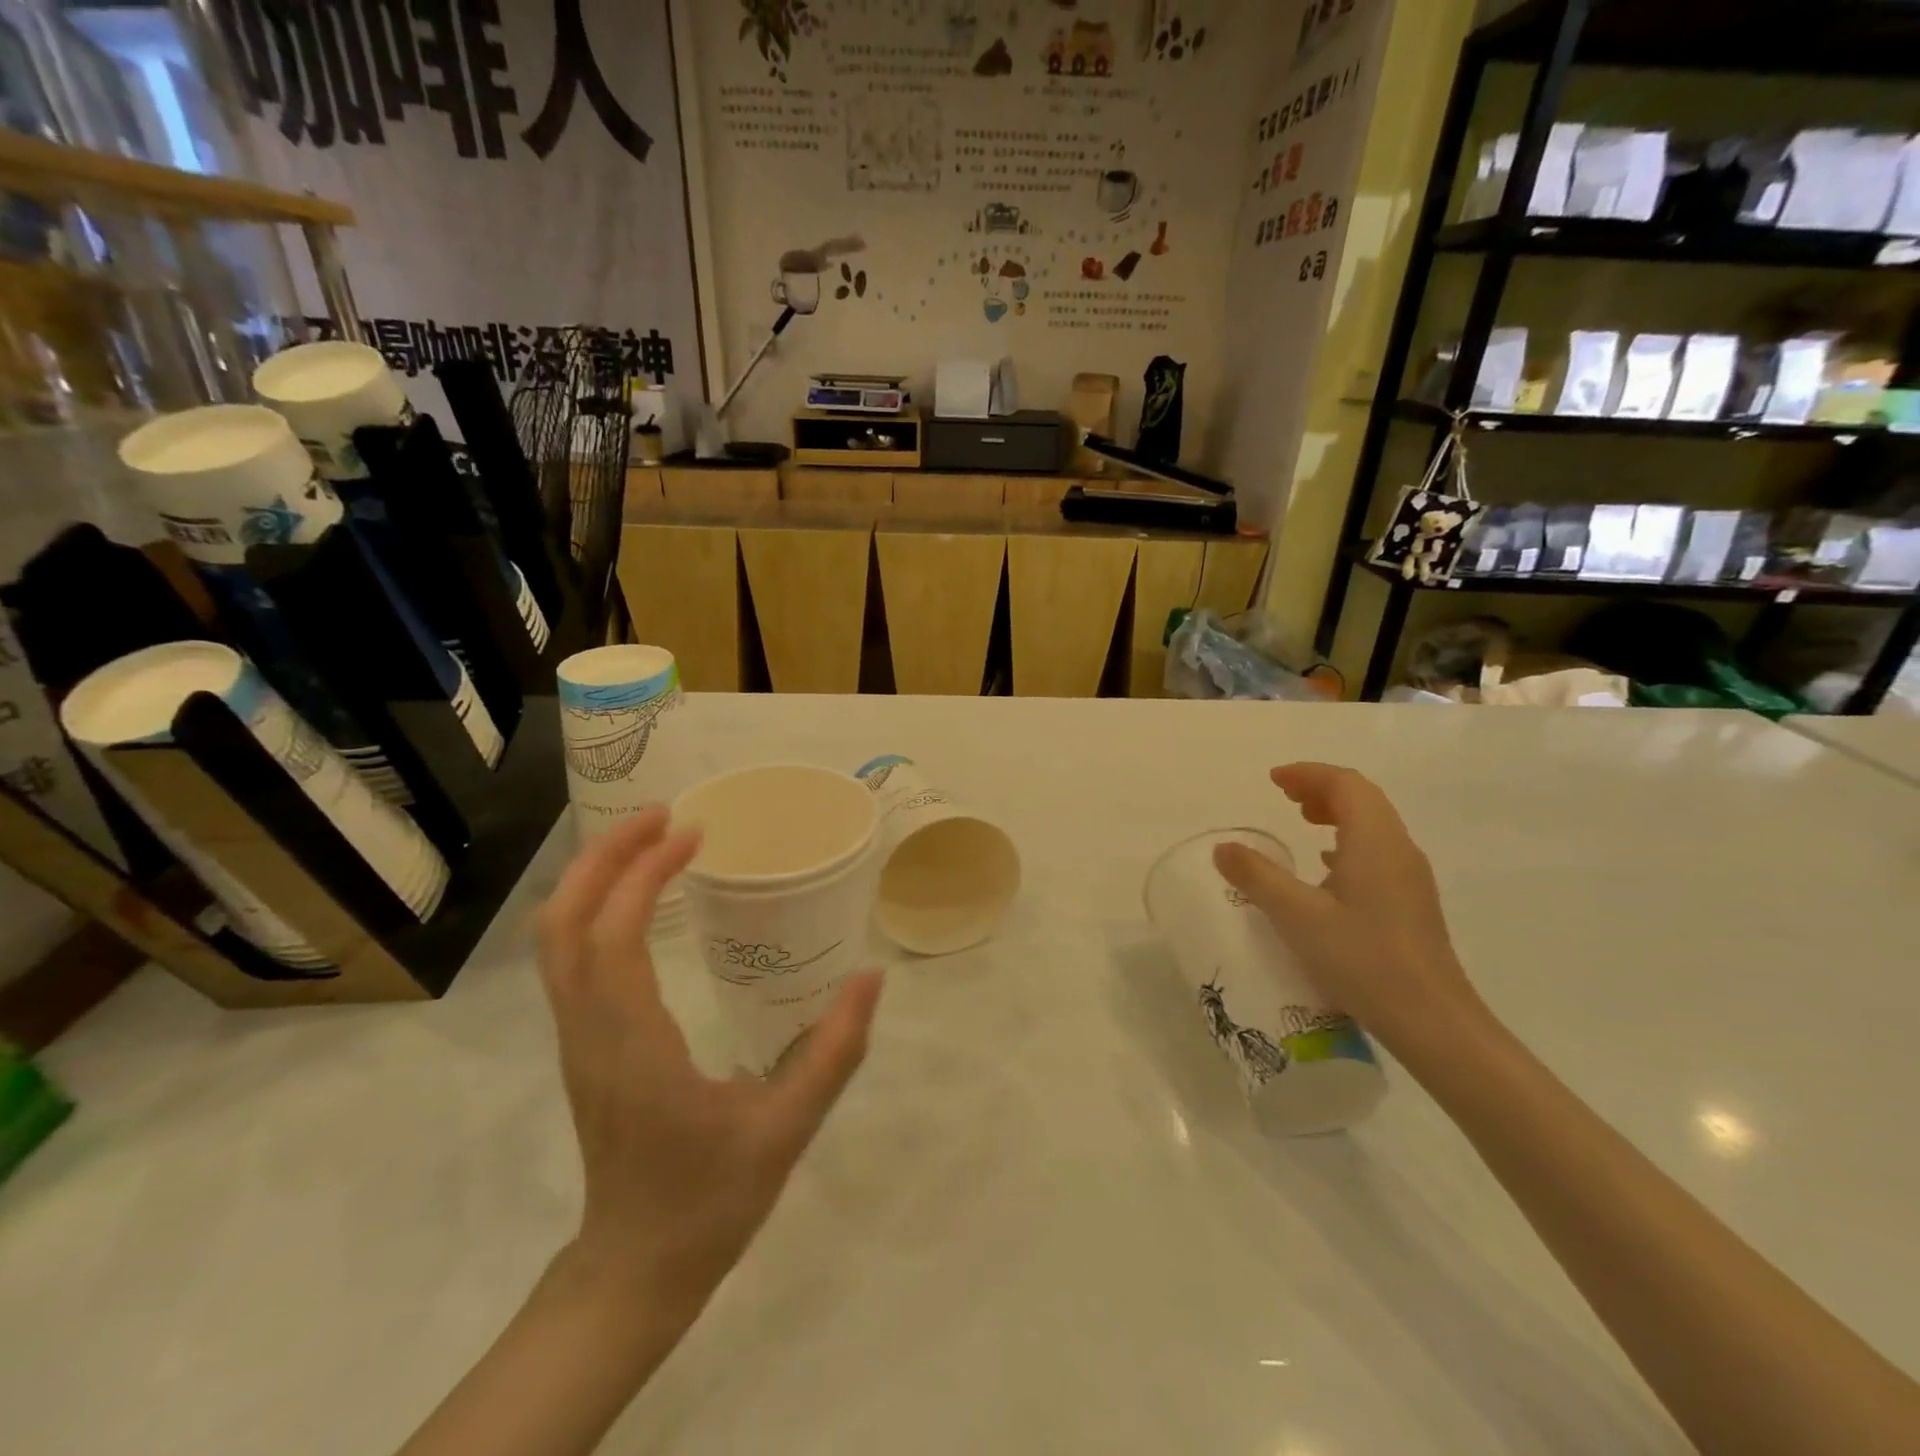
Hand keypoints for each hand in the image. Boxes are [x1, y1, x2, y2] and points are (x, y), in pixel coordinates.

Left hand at [537, 810, 883, 1312]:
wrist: (635, 1270)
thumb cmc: (709, 1201)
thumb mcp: (787, 1130)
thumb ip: (835, 1052)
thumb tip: (871, 977)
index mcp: (633, 1047)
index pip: (611, 938)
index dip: (641, 873)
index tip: (693, 835)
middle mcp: (589, 1033)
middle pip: (563, 924)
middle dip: (605, 857)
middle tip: (664, 815)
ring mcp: (576, 1040)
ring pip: (554, 940)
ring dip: (593, 878)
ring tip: (650, 840)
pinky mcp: (582, 1046)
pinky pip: (568, 960)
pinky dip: (592, 909)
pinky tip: (637, 898)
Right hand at [1213, 764, 1487, 1058]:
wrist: (1433, 1021)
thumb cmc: (1363, 959)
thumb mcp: (1297, 916)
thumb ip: (1256, 877)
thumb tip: (1224, 847)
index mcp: (1375, 841)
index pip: (1345, 785)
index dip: (1308, 774)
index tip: (1273, 780)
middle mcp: (1398, 849)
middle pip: (1363, 799)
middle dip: (1321, 788)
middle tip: (1284, 796)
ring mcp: (1410, 877)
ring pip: (1373, 825)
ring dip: (1337, 813)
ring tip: (1302, 820)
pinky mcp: (1411, 902)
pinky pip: (1377, 851)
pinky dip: (1347, 842)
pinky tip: (1326, 868)